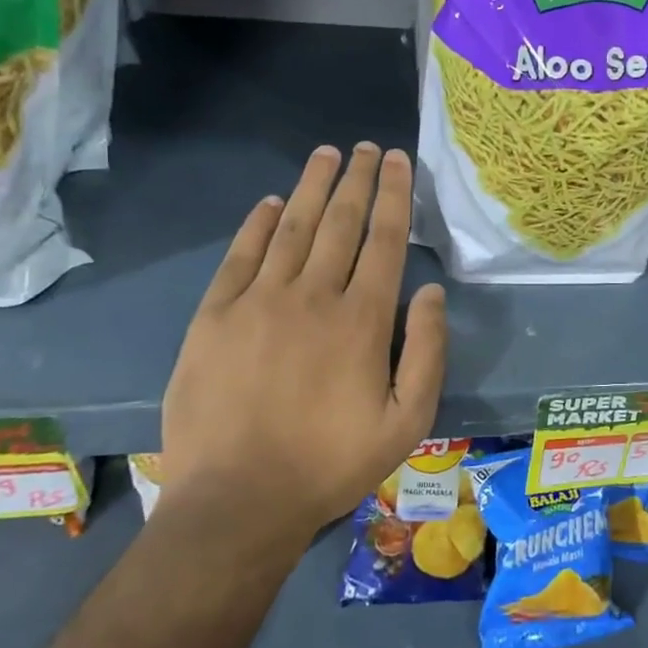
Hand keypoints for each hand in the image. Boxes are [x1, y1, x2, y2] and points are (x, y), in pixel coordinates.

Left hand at [161, 143, 446, 534]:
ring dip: (313, 187)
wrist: (238, 500)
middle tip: (367, 147)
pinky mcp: (214, 317)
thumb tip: (432, 292)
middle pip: (340, 222)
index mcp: (363, 320)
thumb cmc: (331, 463)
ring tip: (327, 155)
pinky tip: (273, 202)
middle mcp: (312, 296)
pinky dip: (259, 223)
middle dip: (358, 179)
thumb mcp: (407, 422)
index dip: (394, 195)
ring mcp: (258, 302)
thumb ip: (428, 353)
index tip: (398, 161)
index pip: (384, 240)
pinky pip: (241, 256)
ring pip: (293, 228)